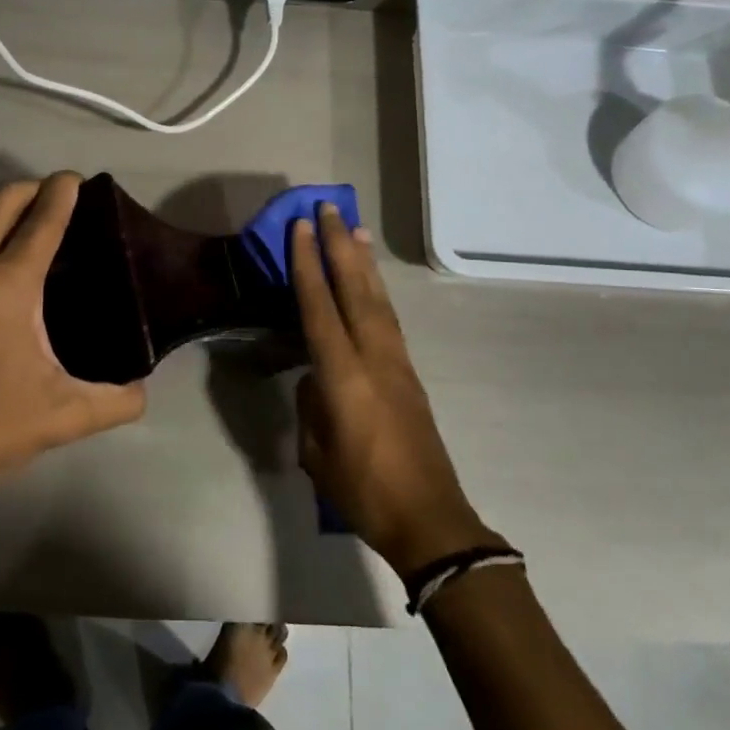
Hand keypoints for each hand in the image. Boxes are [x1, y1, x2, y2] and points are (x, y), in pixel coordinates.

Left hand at [0, 173, 146, 502]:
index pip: (40, 219)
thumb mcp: (65, 417)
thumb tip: (143, 389)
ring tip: (31, 218)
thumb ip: (117, 401)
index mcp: (7, 286)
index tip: (80, 182)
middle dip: (33, 188)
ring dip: (2, 203)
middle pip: (0, 201)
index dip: (63, 192)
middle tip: (62, 199)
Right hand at [290, 204, 503, 577]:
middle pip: (356, 291)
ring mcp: (397, 364)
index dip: (308, 265)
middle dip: (340, 246)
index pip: (320, 308)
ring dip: (364, 262)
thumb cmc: (363, 490)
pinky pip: (388, 320)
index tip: (300, 228)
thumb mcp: (317, 453)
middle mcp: (374, 359)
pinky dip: (377, 291)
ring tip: (355, 229)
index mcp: (345, 377)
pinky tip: (370, 283)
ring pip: (378, 300)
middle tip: (329, 209)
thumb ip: (311, 406)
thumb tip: (314, 380)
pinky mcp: (410, 375)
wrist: (429, 519)